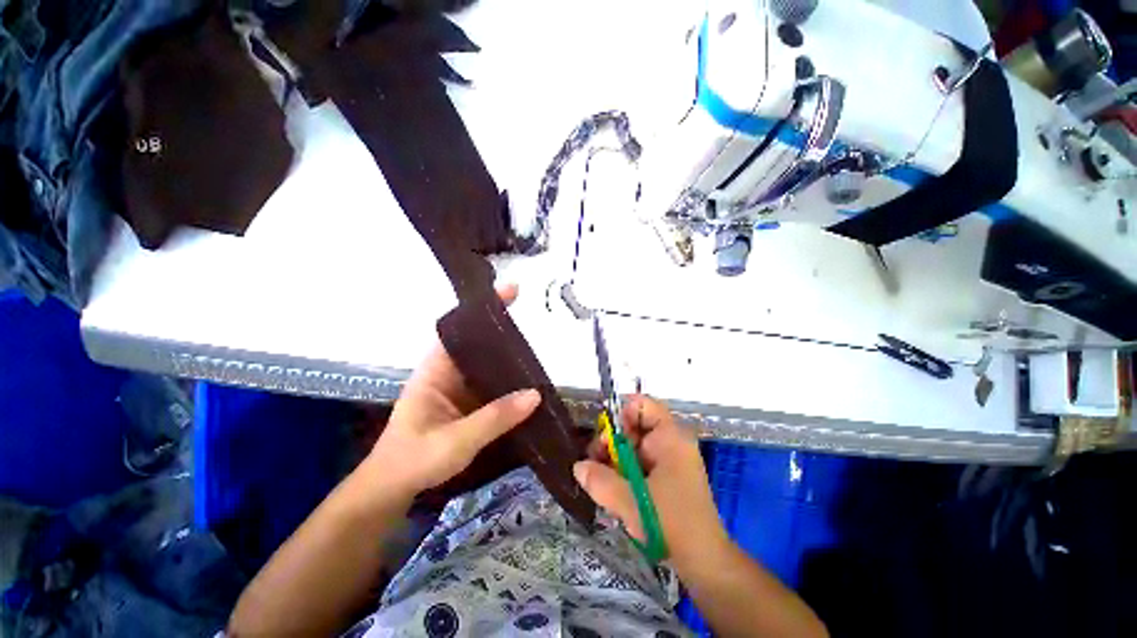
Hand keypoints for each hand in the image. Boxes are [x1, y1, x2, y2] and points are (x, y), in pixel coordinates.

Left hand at [362, 285, 541, 496]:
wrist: (394, 489)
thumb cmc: (414, 461)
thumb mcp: (454, 441)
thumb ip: (494, 418)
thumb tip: (535, 394)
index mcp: (436, 370)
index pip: (459, 328)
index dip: (483, 308)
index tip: (510, 291)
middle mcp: (449, 372)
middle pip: (478, 342)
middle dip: (503, 331)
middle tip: (534, 324)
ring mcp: (460, 387)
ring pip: (488, 364)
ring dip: (509, 358)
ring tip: (538, 352)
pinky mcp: (469, 403)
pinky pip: (493, 385)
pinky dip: (510, 381)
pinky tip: (529, 383)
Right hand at [573, 395, 728, 567]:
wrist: (704, 561)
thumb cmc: (671, 523)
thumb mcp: (630, 501)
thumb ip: (600, 480)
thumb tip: (577, 466)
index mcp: (670, 437)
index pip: (642, 404)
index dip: (619, 413)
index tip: (604, 437)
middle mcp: (670, 442)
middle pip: (633, 425)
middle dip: (611, 442)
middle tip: (595, 462)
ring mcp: (669, 459)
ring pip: (633, 446)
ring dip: (615, 460)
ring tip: (602, 481)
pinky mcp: (666, 476)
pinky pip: (639, 462)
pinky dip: (624, 471)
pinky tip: (615, 490)